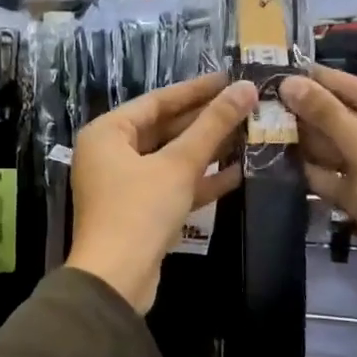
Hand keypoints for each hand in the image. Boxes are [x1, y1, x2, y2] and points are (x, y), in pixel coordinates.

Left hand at [66, 72, 256, 313]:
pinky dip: (199, 180)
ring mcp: (124, 185)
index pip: (157, 100)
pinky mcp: (139, 212)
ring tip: (249, 134)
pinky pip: (172, 186)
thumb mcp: (178, 164)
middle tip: (246, 106)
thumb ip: (212, 126)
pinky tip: (238, 172)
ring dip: (207, 150)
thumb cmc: (139, 211)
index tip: (231, 78)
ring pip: (170, 159)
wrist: (116, 279)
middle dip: (205, 121)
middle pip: (164, 128)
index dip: (196, 90)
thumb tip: (245, 88)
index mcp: (107, 133)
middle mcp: (110, 154)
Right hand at [281, 67, 356, 309]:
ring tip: (274, 121)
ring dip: (317, 142)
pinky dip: (324, 172)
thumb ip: (331, 119)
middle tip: (278, 96)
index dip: (337, 83)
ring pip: (354, 154)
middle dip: (323, 115)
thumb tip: (289, 83)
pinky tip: (288, 158)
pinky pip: (351, 180)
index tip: (298, 68)